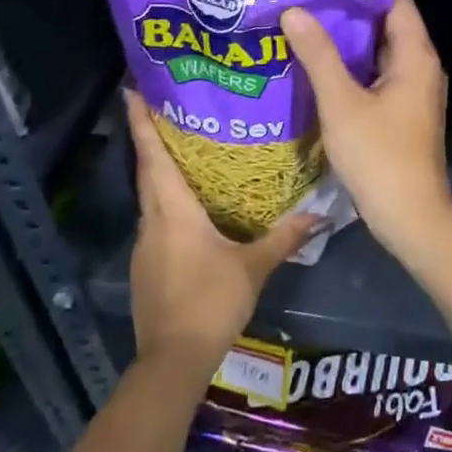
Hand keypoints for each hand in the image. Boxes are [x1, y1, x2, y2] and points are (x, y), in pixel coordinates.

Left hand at [124, 88, 324, 379]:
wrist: (173, 360)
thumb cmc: (211, 301)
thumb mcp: (254, 267)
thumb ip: (284, 237)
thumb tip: (319, 214)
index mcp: (174, 211)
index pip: (154, 156)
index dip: (141, 122)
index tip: (131, 91)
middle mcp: (152, 222)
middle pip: (148, 172)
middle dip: (149, 139)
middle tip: (162, 110)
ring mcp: (144, 247)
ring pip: (149, 199)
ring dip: (158, 174)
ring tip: (182, 155)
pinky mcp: (145, 268)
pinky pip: (154, 223)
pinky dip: (165, 206)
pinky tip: (188, 212)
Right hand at [281, 0, 451, 257]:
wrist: (410, 216)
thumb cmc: (379, 155)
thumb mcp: (342, 102)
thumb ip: (319, 55)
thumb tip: (295, 10)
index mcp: (416, 55)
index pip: (396, 0)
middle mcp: (421, 66)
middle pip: (387, 23)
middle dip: (349, 9)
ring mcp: (413, 90)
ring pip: (379, 51)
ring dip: (348, 39)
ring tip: (306, 21)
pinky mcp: (402, 111)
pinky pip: (376, 75)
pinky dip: (352, 66)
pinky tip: (319, 64)